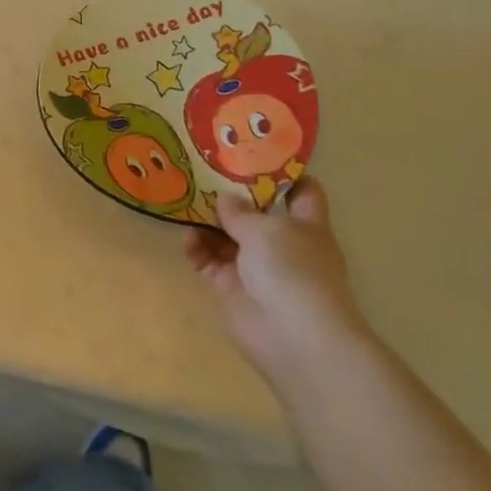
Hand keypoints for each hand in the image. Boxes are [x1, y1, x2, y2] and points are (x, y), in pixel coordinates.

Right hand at [185, 178, 369, 387]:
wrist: (293, 336)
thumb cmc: (292, 270)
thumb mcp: (266, 229)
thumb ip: (240, 211)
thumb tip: (224, 199)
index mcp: (305, 225)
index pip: (301, 192)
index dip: (282, 173)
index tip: (252, 154)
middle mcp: (283, 244)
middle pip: (255, 213)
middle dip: (230, 196)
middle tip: (199, 174)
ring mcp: (256, 267)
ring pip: (227, 236)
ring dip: (207, 222)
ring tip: (185, 205)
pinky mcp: (232, 287)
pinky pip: (209, 261)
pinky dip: (198, 250)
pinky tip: (187, 240)